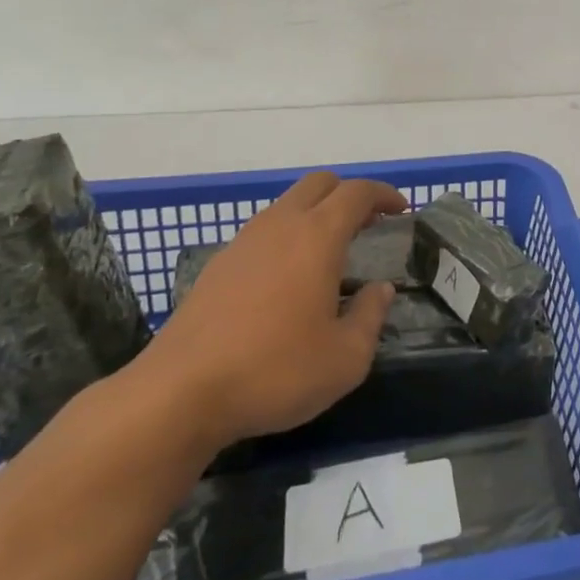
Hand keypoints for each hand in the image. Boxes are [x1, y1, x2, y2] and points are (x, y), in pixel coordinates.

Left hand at [136, 172, 404, 451]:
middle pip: (319, 184)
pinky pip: (263, 233)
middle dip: (349, 195)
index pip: (357, 193)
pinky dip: (286, 238)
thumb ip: (370, 316)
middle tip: (368, 225)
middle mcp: (280, 226)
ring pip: (287, 206)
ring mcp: (243, 243)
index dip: (384, 195)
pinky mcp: (217, 267)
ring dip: (315, 215)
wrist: (178, 395)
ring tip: (330, 255)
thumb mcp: (345, 358)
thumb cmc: (274, 372)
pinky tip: (287, 282)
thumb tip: (379, 290)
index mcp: (317, 236)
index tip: (401, 211)